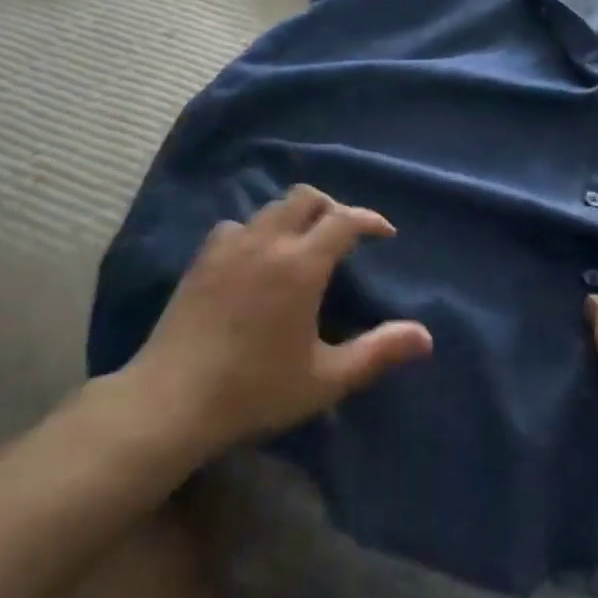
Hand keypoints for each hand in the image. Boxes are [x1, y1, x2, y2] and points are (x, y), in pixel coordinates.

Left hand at [122, 186, 433, 459]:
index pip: (344, 221)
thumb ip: (377, 353)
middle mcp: (267, 241)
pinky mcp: (202, 258)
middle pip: (306, 197)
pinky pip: (238, 225)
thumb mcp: (325, 379)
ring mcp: (230, 245)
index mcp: (301, 264)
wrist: (171, 400)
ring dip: (294, 215)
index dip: (369, 220)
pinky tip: (256, 256)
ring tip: (302, 243)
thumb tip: (425, 336)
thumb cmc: (255, 390)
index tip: (384, 233)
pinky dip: (257, 230)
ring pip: (270, 207)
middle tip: (345, 234)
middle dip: (332, 206)